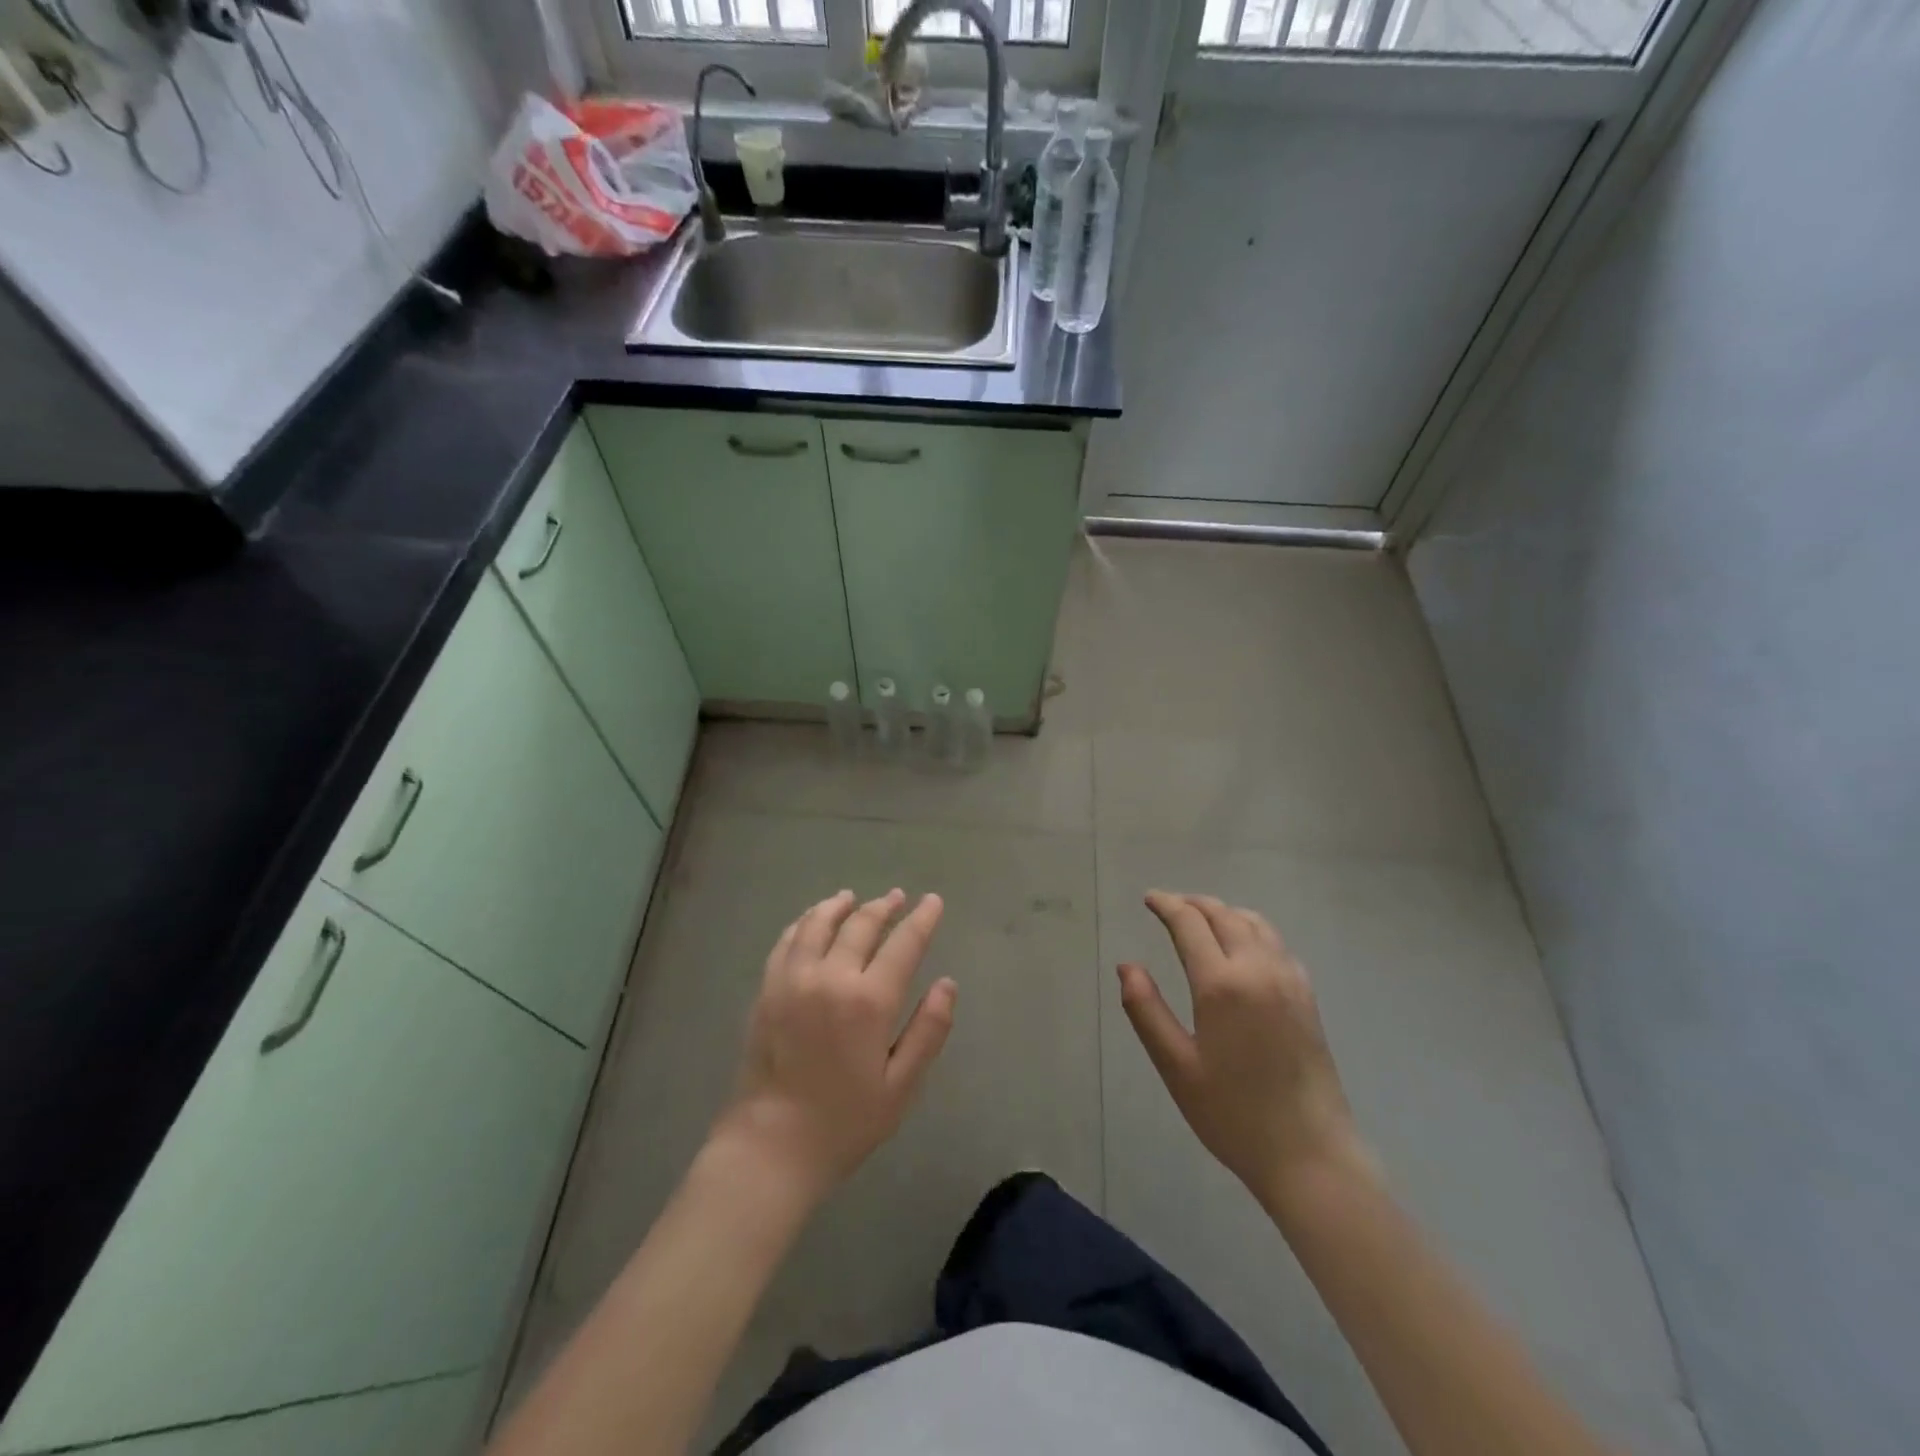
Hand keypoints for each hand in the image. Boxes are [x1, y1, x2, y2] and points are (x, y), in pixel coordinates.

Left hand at [714, 890, 956, 1205]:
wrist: (770, 1146)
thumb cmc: (844, 1122)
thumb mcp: (900, 1086)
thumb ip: (928, 1031)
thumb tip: (947, 984)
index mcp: (869, 1001)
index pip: (903, 944)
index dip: (922, 919)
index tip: (933, 901)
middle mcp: (830, 978)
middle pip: (860, 925)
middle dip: (883, 907)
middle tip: (897, 897)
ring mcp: (793, 979)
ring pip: (818, 924)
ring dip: (840, 906)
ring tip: (853, 897)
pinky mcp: (767, 989)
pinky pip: (787, 941)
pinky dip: (803, 922)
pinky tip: (812, 921)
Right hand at [1118, 892, 1369, 1205]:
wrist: (1311, 1155)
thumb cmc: (1233, 1114)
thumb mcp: (1176, 1066)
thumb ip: (1146, 1010)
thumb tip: (1126, 966)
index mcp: (1222, 984)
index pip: (1190, 924)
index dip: (1167, 905)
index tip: (1149, 899)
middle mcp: (1258, 969)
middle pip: (1224, 915)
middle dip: (1193, 904)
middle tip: (1169, 905)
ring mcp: (1289, 980)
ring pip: (1254, 923)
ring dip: (1224, 912)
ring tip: (1201, 918)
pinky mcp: (1307, 996)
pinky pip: (1276, 943)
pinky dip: (1251, 928)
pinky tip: (1242, 946)